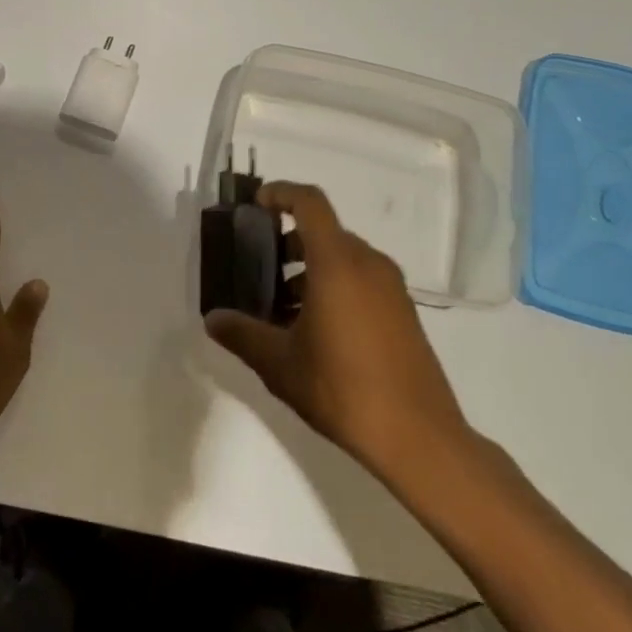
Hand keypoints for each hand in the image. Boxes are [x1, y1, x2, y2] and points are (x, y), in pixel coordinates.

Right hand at [204, 182, 474, 483]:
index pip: (310, 202)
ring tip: (281, 309)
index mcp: (337, 263)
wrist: (419, 437)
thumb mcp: (279, 363)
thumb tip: (213, 318)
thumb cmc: (342, 388)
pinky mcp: (404, 312)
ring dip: (309, 270)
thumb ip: (242, 334)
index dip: (280, 193)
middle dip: (287, 244)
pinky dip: (334, 287)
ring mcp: (392, 288)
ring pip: (343, 258)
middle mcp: (368, 264)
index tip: (256, 205)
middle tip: (258, 271)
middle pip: (323, 231)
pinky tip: (314, 330)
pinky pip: (361, 280)